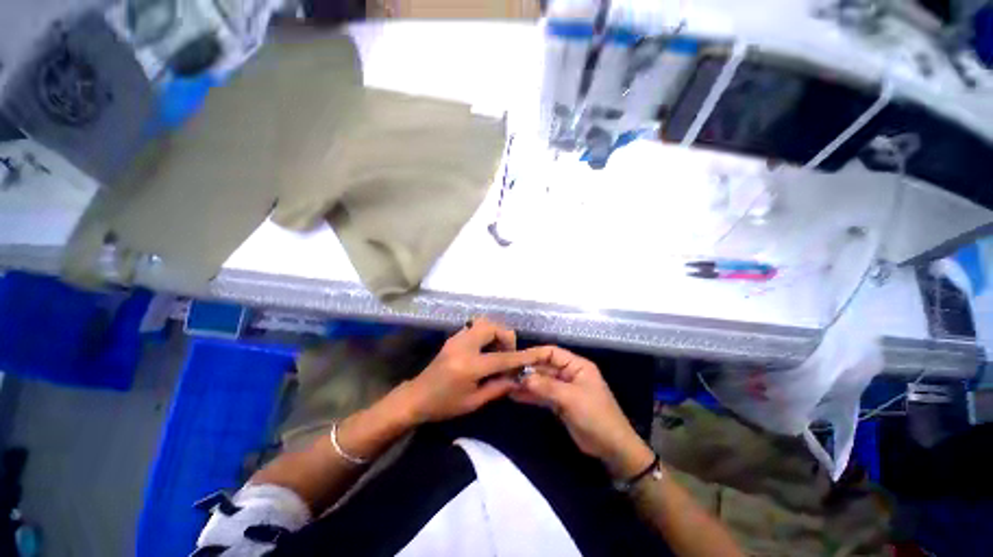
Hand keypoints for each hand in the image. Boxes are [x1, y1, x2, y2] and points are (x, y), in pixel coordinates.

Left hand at [398, 318, 546, 423]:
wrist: (416, 397)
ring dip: (495, 333)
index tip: (537, 354)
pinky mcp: (453, 337)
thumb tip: (517, 378)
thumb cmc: (444, 405)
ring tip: (497, 351)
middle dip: (506, 336)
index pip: (502, 357)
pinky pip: (475, 327)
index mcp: (469, 366)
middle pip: (492, 327)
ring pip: (483, 323)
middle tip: (507, 353)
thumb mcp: (474, 402)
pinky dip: (486, 333)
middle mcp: (464, 346)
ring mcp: (457, 338)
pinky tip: (485, 349)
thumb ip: (498, 387)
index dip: (522, 356)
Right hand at [513, 346, 654, 478]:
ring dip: (526, 383)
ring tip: (506, 384)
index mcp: (576, 365)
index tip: (515, 359)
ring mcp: (564, 389)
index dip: (533, 354)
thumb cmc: (595, 416)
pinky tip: (515, 396)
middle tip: (506, 374)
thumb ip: (546, 386)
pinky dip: (530, 395)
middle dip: (527, 370)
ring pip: (541, 381)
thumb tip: (523, 377)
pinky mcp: (560, 403)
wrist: (612, 449)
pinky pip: (542, 395)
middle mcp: (569, 373)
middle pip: (544, 367)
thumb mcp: (571, 399)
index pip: (551, 353)